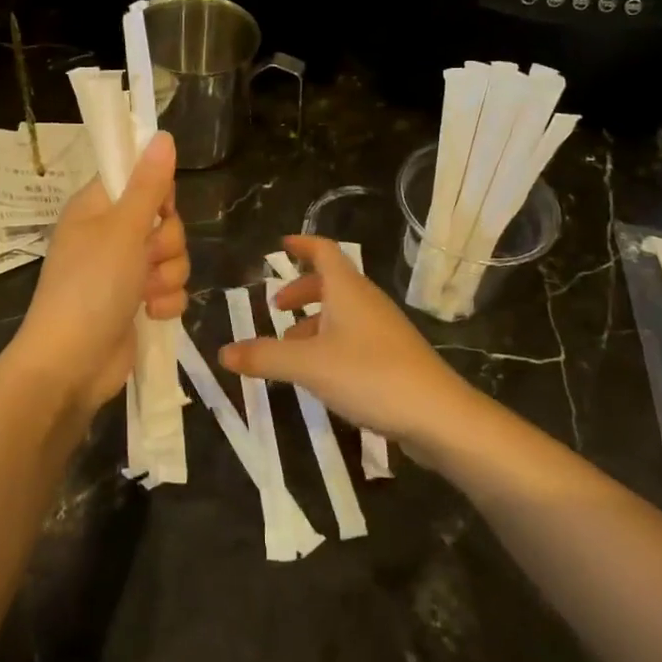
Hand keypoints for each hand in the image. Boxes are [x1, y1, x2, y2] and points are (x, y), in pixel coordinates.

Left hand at [10, 132, 188, 412]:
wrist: (72, 364)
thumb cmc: (90, 286)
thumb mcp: (122, 229)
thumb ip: (148, 184)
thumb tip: (162, 135)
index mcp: (96, 208)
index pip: (137, 177)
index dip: (156, 191)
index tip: (158, 208)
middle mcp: (110, 235)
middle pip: (163, 220)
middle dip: (166, 242)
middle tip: (145, 257)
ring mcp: (123, 271)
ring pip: (172, 256)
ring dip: (167, 275)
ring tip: (145, 293)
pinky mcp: (137, 302)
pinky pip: (170, 288)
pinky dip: (165, 302)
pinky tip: (150, 313)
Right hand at [219, 234, 468, 445]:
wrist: (439, 416)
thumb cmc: (370, 376)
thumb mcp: (309, 366)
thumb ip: (265, 356)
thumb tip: (222, 351)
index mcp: (348, 290)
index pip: (324, 251)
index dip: (302, 245)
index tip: (281, 245)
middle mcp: (367, 302)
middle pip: (332, 283)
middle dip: (302, 291)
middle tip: (277, 307)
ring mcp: (384, 329)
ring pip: (343, 313)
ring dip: (314, 322)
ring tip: (289, 348)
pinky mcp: (393, 357)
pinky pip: (354, 337)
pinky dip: (330, 343)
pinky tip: (321, 374)